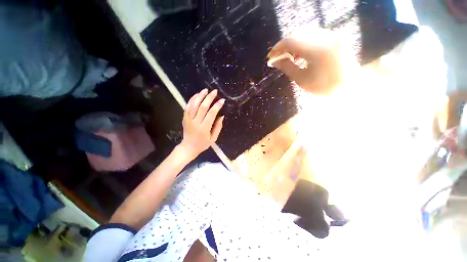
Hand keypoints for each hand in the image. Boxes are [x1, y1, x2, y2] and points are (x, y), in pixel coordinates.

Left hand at [179, 89, 224, 159]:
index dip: (217, 106)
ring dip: (200, 96)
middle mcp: (196, 122)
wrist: (188, 147)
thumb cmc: (203, 144)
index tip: (222, 100)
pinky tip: (197, 95)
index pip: (211, 113)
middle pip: (202, 106)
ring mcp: (188, 119)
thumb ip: (218, 127)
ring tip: (205, 90)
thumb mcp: (213, 138)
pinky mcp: (184, 118)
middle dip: (209, 98)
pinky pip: (187, 106)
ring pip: (194, 104)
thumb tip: (221, 116)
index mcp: (204, 128)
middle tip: (214, 91)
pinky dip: (192, 99)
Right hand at [268, 30, 347, 94]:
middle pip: (297, 34)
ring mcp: (332, 34)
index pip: (291, 41)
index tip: (270, 57)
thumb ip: (287, 67)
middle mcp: (326, 36)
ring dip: (293, 44)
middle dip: (284, 46)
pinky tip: (300, 54)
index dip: (277, 48)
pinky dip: (303, 43)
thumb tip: (275, 61)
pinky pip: (313, 35)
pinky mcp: (335, 36)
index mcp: (317, 49)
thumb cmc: (324, 87)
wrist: (350, 87)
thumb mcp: (302, 80)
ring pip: (305, 33)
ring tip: (288, 57)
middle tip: (277, 57)